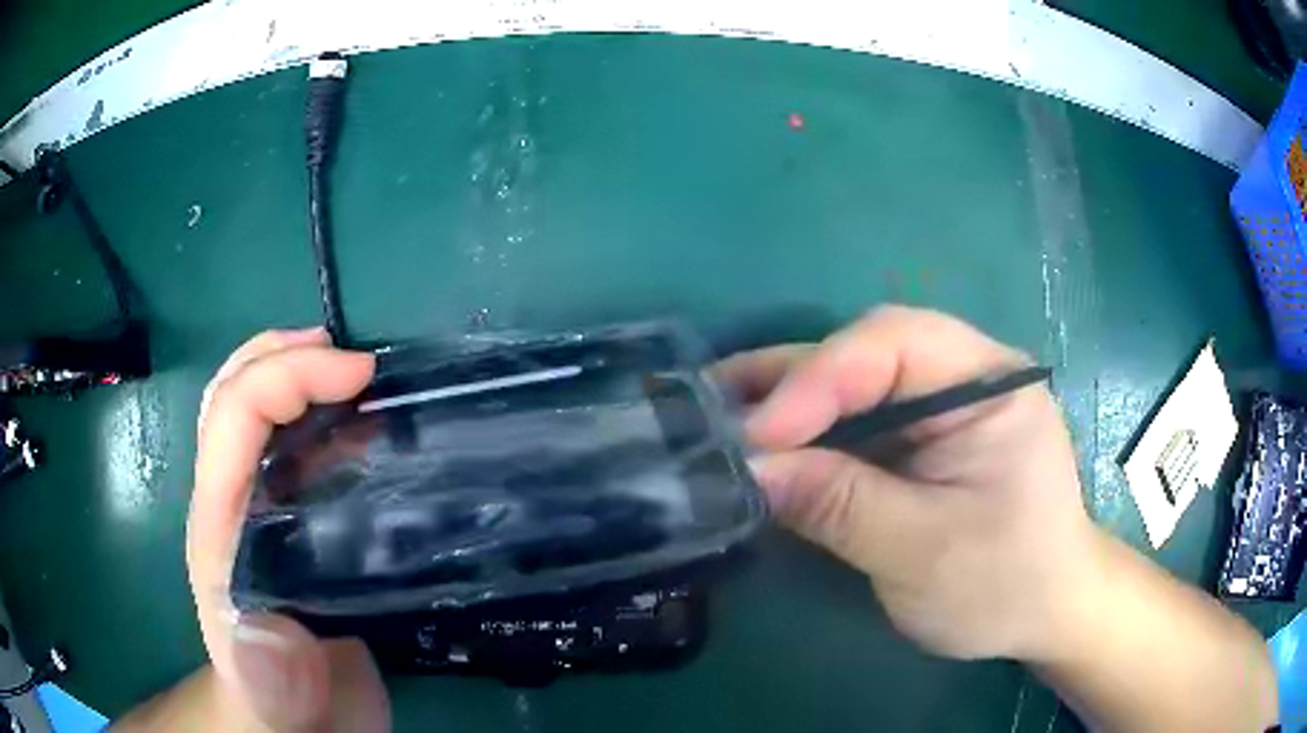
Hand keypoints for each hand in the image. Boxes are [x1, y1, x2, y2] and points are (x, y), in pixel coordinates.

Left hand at [186, 329, 388, 731]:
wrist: (296, 724)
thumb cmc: (282, 704)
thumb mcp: (277, 697)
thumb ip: (267, 669)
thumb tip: (267, 620)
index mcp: (221, 528)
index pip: (233, 419)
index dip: (287, 376)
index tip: (359, 373)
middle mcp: (232, 504)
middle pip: (231, 398)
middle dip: (279, 357)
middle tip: (345, 354)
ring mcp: (258, 512)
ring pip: (255, 415)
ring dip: (295, 376)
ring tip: (350, 374)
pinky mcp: (289, 527)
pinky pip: (293, 451)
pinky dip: (321, 420)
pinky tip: (361, 431)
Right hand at [717, 306, 1098, 661]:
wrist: (1044, 611)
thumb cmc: (1004, 584)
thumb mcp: (923, 552)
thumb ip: (840, 505)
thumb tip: (748, 470)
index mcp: (990, 383)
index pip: (896, 343)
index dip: (821, 377)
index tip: (759, 436)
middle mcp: (963, 376)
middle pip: (866, 354)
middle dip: (791, 383)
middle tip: (714, 411)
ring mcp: (939, 406)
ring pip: (852, 383)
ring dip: (786, 400)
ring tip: (715, 411)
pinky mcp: (918, 439)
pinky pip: (854, 420)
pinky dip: (805, 432)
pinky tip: (759, 441)